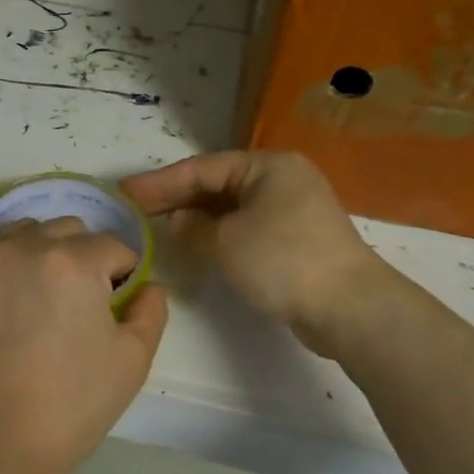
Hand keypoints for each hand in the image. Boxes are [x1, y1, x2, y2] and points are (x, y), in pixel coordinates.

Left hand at [0, 210, 168, 473]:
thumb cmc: (71, 404)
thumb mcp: (133, 361)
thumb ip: (152, 311)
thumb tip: (147, 285)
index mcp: (77, 262)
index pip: (113, 248)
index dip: (120, 278)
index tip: (112, 310)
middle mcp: (29, 246)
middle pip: (69, 231)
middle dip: (82, 260)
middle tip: (74, 306)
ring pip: (22, 228)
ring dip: (36, 250)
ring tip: (33, 293)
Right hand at [121, 151, 394, 353]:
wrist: (348, 307)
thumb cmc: (282, 260)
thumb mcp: (227, 240)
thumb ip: (194, 227)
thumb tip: (179, 222)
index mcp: (267, 166)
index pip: (202, 168)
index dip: (161, 182)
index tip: (126, 193)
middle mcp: (281, 180)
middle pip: (216, 185)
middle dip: (176, 198)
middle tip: (135, 210)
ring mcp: (291, 210)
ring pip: (231, 208)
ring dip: (196, 218)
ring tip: (158, 227)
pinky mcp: (294, 240)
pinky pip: (245, 228)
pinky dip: (218, 234)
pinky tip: (196, 245)